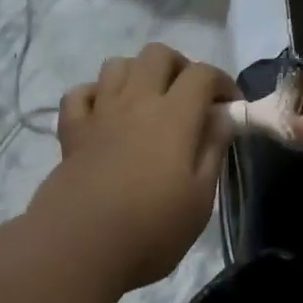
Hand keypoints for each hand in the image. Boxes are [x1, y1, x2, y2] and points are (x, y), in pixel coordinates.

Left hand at [32, 43, 237, 291]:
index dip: (223, 83)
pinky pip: (80, 93)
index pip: (203, 74)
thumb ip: (212, 151)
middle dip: (180, 67)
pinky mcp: (71, 132)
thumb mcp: (200, 198)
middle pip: (157, 55)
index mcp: (174, 116)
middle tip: (190, 99)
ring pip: (117, 65)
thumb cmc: (152, 229)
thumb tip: (223, 118)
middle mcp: (136, 101)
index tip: (231, 108)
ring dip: (138, 74)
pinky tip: (106, 115)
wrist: (81, 247)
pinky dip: (95, 95)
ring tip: (149, 103)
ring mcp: (99, 113)